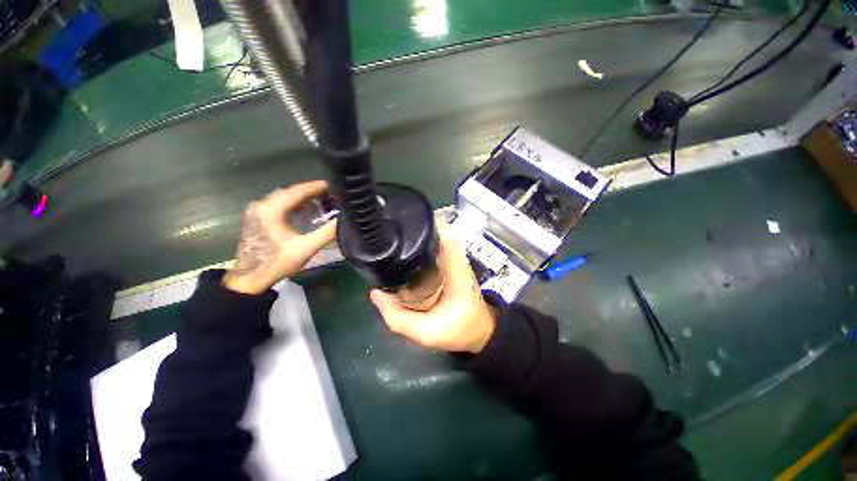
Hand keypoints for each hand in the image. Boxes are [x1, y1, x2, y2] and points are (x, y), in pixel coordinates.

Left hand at [223, 181, 336, 294]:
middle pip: (288, 192)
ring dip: (300, 198)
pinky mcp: (255, 219)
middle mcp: (261, 206)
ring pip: (282, 198)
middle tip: (328, 195)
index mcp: (271, 209)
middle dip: (308, 192)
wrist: (250, 279)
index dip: (314, 187)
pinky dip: (292, 205)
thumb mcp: (306, 248)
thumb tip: (345, 220)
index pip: (296, 191)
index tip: (330, 185)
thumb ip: (327, 233)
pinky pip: (277, 205)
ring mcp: (256, 212)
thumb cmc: (278, 261)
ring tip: (319, 201)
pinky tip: (302, 211)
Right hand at [370, 224, 497, 353]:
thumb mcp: (427, 332)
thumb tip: (375, 293)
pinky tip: (405, 250)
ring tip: (394, 236)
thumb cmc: (459, 330)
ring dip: (416, 234)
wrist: (480, 330)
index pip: (442, 232)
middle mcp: (455, 256)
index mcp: (454, 267)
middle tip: (391, 228)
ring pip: (434, 236)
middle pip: (434, 230)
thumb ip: (398, 317)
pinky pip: (434, 247)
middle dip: (413, 226)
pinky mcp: (450, 262)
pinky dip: (420, 244)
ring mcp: (453, 258)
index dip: (423, 220)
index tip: (403, 218)